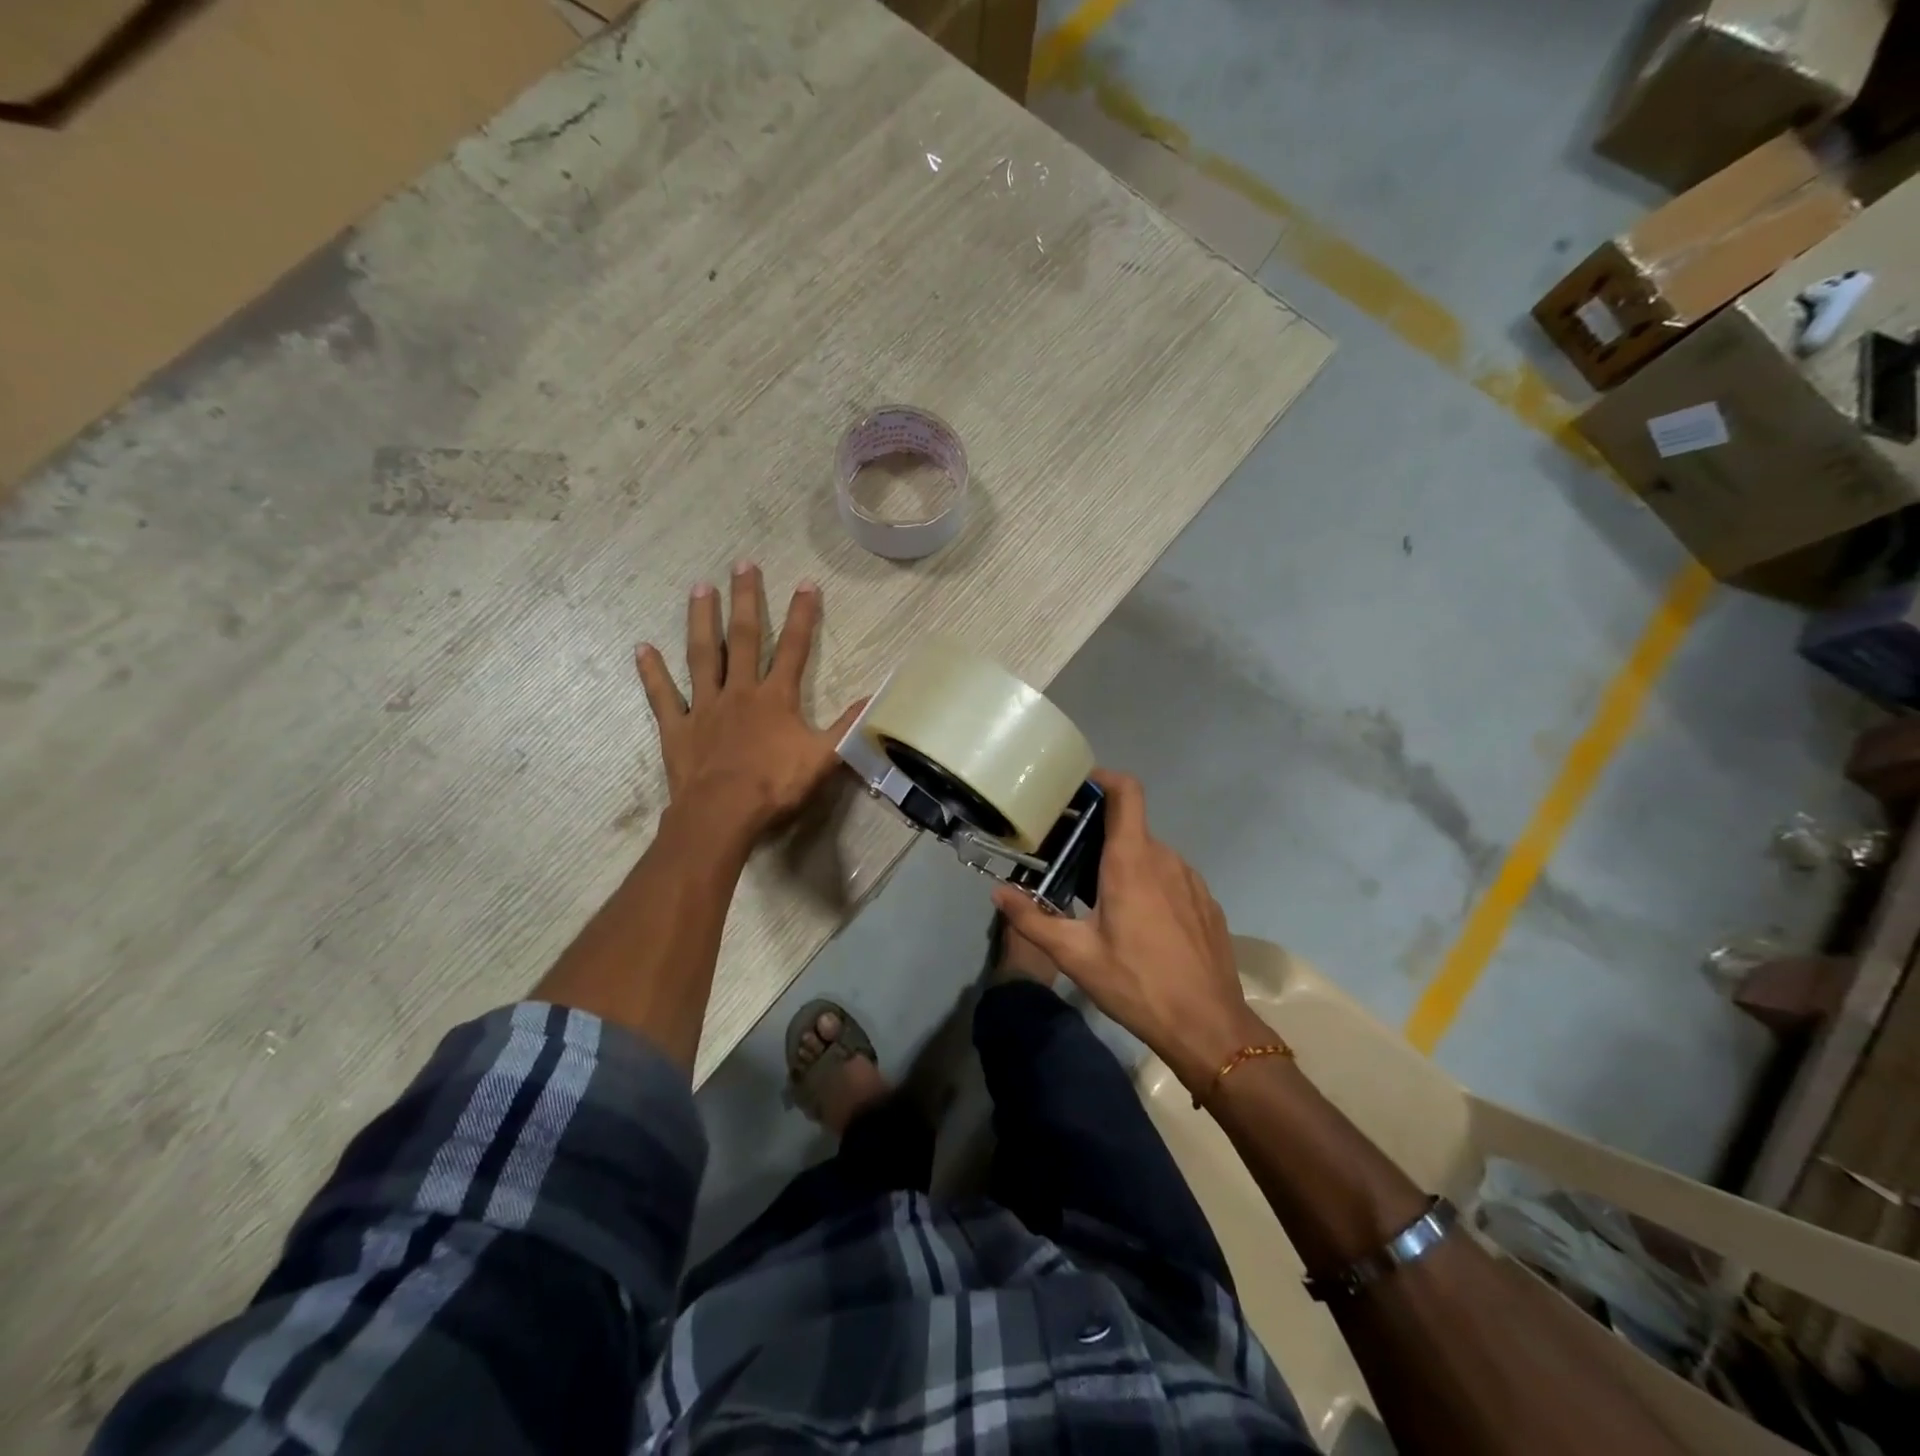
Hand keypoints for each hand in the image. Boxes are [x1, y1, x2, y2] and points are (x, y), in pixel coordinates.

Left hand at [636, 562, 863, 840]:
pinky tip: (642, 648)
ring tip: (700, 588)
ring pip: (702, 655)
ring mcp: (704, 706)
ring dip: (702, 621)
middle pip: (744, 638)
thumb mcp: (824, 758)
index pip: (795, 648)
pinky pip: (662, 695)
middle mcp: (739, 691)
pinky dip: (652, 672)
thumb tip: (877, 700)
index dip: (803, 616)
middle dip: (747, 601)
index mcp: (776, 698)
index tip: (807, 583)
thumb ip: (848, 727)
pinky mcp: (677, 727)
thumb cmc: (775, 785)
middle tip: (743, 564)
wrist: (722, 813)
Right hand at [991, 769, 1265, 1089]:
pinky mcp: (1206, 903)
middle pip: (1131, 826)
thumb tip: (998, 892)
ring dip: (1125, 863)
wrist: (1209, 1026)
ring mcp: (1192, 880)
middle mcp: (1165, 858)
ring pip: (1151, 854)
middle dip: (1099, 835)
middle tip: (1068, 860)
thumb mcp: (1075, 956)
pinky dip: (1150, 884)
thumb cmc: (1137, 983)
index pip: (1126, 792)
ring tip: (1099, 896)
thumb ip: (1032, 919)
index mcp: (1131, 860)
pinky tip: (1139, 924)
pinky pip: (1172, 878)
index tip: (1077, 789)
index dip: (1103, 779)